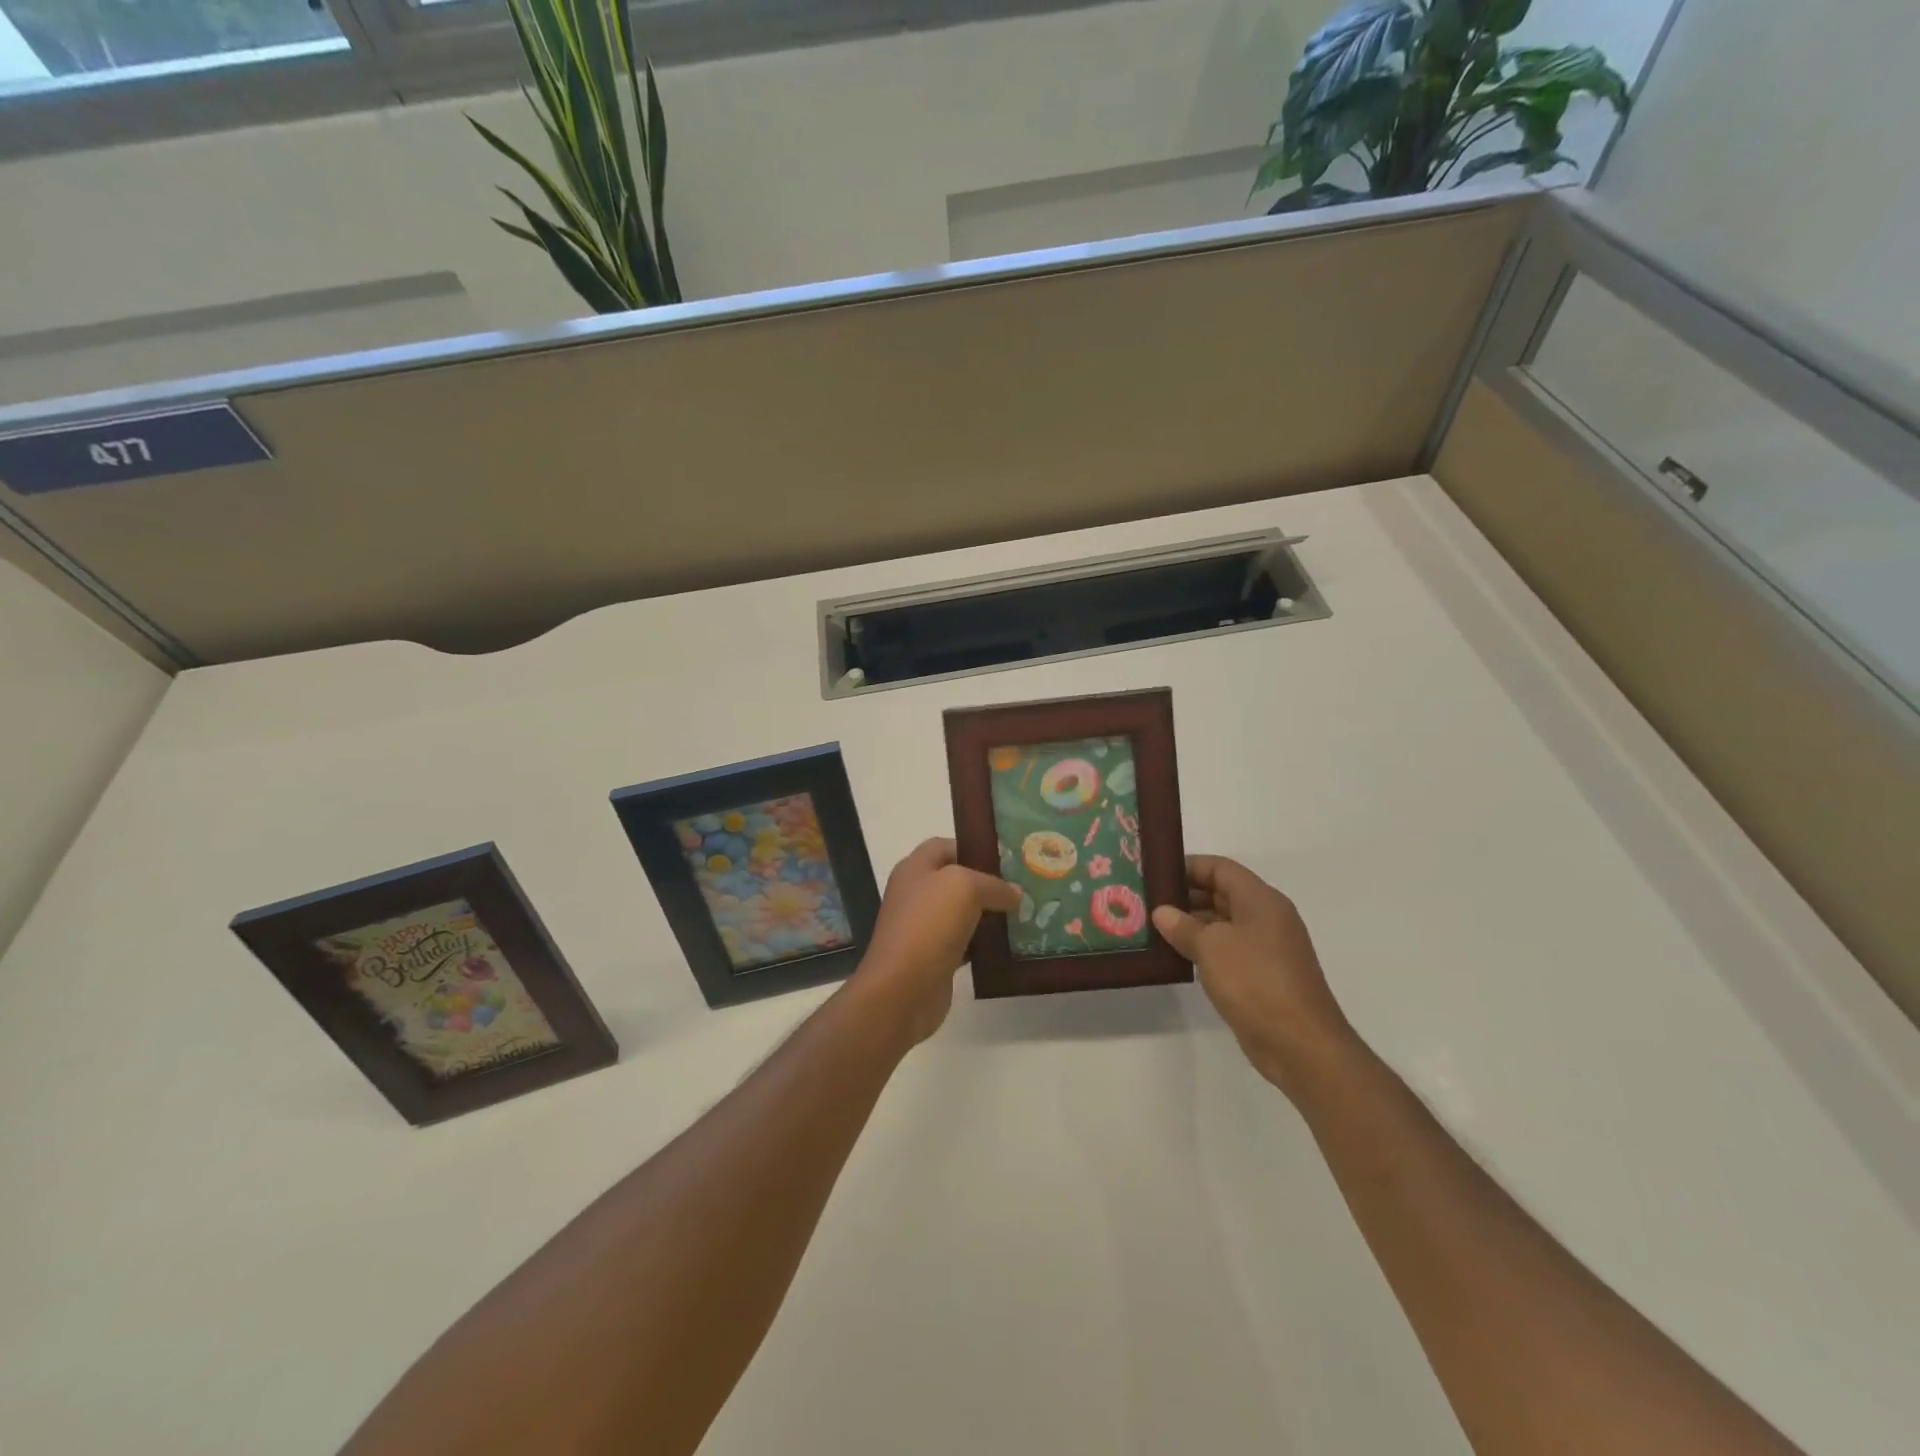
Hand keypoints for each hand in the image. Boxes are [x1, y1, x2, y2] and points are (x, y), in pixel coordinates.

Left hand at [853, 838, 1020, 1046]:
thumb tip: (1015, 894)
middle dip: (988, 883)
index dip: (974, 847)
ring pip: (962, 913)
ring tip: (1024, 915)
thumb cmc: (928, 925)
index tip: (1007, 859)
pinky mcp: (933, 958)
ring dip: (989, 915)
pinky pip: (965, 943)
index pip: (945, 846)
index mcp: (915, 868)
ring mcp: (923, 928)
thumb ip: (994, 885)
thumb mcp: (965, 888)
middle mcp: (916, 894)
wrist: (902, 989)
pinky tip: (1008, 946)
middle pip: (956, 880)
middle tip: (1022, 888)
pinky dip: (984, 945)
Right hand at [1152, 856, 1359, 1095]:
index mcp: (1260, 900)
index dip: (1187, 866)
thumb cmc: (1256, 982)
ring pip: (1222, 923)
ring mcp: (1266, 948)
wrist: (1300, 1045)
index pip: (1220, 868)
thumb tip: (1162, 912)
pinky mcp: (1262, 976)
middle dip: (1185, 895)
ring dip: (1191, 924)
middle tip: (1146, 902)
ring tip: (1153, 928)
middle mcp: (1266, 917)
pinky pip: (1227, 950)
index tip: (1154, 874)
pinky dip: (1203, 948)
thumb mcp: (1212, 947)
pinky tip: (1176, 956)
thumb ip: (1184, 926)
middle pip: (1221, 893)